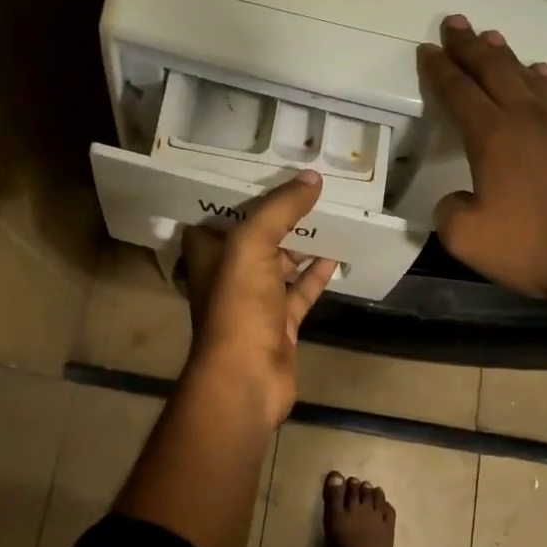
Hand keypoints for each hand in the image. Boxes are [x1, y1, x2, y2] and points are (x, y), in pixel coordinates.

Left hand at [180, 171, 337, 423]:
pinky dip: (317, 274)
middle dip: (277, 215)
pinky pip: (301, 290)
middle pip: (254, 236)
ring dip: (301, 242)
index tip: (264, 169)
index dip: (237, 193)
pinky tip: (338, 253)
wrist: (247, 377)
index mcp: (208, 253)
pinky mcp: (280, 322)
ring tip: (328, 213)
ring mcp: (255, 300)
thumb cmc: (238, 305)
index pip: (218, 214)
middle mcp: (228, 273)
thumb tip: (312, 177)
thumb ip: (280, 208)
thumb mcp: (252, 244)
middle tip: (307, 186)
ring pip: (280, 263)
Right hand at [418, 16, 546, 302]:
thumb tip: (458, 198)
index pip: (458, 92)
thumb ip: (450, 212)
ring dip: (506, 55)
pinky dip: (543, 79)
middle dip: (469, 45)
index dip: (439, 70)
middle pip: (494, 69)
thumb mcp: (468, 239)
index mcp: (493, 137)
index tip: (427, 49)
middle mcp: (528, 119)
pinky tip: (541, 74)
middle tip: (455, 23)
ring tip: (492, 37)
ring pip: (528, 76)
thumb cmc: (535, 247)